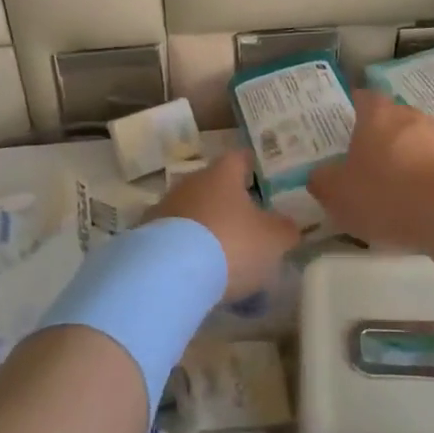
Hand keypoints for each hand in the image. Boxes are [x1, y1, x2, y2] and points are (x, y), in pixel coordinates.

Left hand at [146, 150, 300, 300]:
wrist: (169, 274)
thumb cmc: (231, 244)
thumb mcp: (273, 240)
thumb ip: (284, 230)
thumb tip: (288, 225)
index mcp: (222, 175)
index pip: (238, 158)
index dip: (250, 164)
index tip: (257, 171)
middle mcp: (190, 183)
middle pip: (212, 185)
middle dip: (227, 201)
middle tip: (245, 221)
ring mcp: (164, 209)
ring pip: (192, 212)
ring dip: (205, 227)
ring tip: (221, 254)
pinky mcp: (145, 236)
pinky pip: (174, 238)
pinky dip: (185, 250)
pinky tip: (197, 271)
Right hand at [307, 90, 433, 248]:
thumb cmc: (386, 193)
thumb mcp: (337, 193)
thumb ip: (322, 180)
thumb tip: (320, 174)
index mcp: (376, 114)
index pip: (361, 98)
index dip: (349, 111)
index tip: (340, 129)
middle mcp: (410, 116)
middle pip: (389, 120)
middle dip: (377, 139)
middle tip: (362, 164)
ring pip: (414, 143)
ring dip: (403, 160)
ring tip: (391, 190)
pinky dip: (424, 180)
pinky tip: (416, 205)